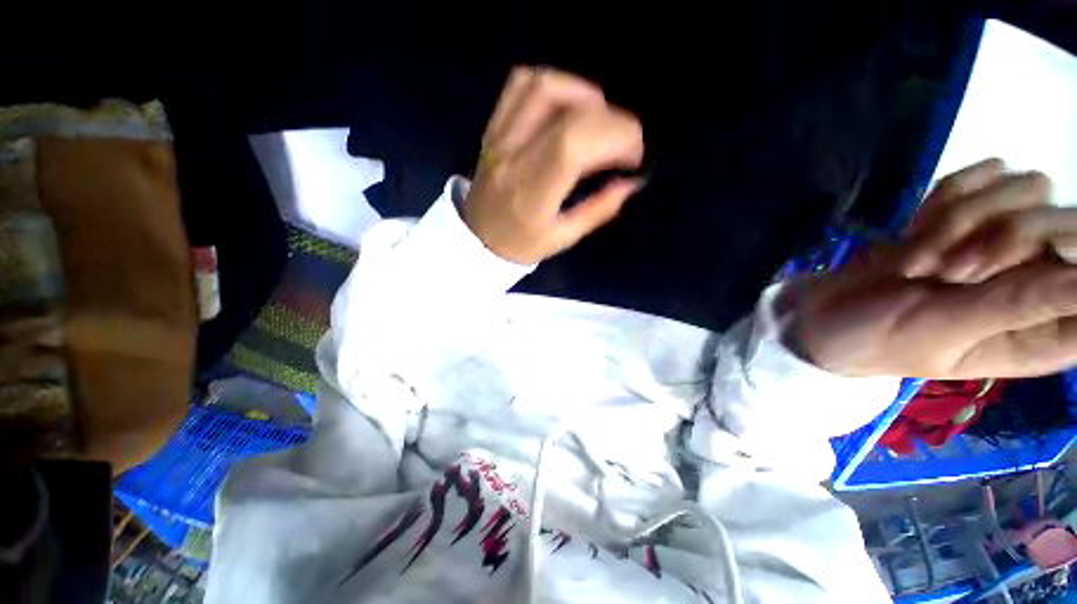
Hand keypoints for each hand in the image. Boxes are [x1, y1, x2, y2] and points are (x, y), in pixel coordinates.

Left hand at [461, 66, 644, 263]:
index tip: (633, 156)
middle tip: (625, 142)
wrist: (477, 239)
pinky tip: (568, 105)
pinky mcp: (493, 127)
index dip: (615, 137)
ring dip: (584, 94)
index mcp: (532, 194)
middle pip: (568, 113)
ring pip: (544, 87)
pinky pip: (520, 85)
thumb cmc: (521, 245)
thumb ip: (599, 210)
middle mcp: (514, 158)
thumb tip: (633, 182)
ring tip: (600, 120)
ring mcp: (499, 138)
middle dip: (612, 120)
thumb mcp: (563, 238)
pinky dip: (554, 84)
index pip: (573, 144)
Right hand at [791, 159, 1076, 378]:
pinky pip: (981, 177)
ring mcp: (1003, 241)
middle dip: (1002, 239)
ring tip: (917, 260)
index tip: (1021, 263)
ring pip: (1025, 191)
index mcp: (1041, 329)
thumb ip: (1021, 305)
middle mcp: (1035, 279)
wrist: (822, 312)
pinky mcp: (968, 214)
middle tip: (947, 271)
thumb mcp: (945, 330)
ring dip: (962, 221)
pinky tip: (914, 229)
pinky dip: (945, 198)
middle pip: (1064, 223)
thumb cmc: (880, 337)